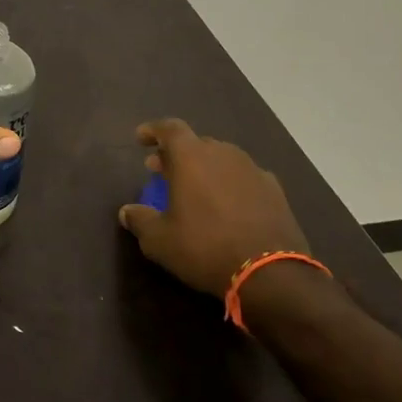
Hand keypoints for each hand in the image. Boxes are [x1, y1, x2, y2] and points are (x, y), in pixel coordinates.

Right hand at [118, 119, 310, 297]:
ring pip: (222, 158)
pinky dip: (230, 183)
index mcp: (192, 157)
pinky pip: (244, 177)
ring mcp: (253, 170)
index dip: (153, 130)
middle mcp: (223, 154)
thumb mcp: (160, 241)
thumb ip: (140, 220)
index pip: (169, 128)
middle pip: (196, 143)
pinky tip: (228, 204)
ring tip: (195, 188)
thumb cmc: (205, 248)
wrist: (271, 273)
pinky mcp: (275, 190)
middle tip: (162, 170)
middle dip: (176, 153)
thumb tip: (126, 212)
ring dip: (204, 167)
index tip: (140, 139)